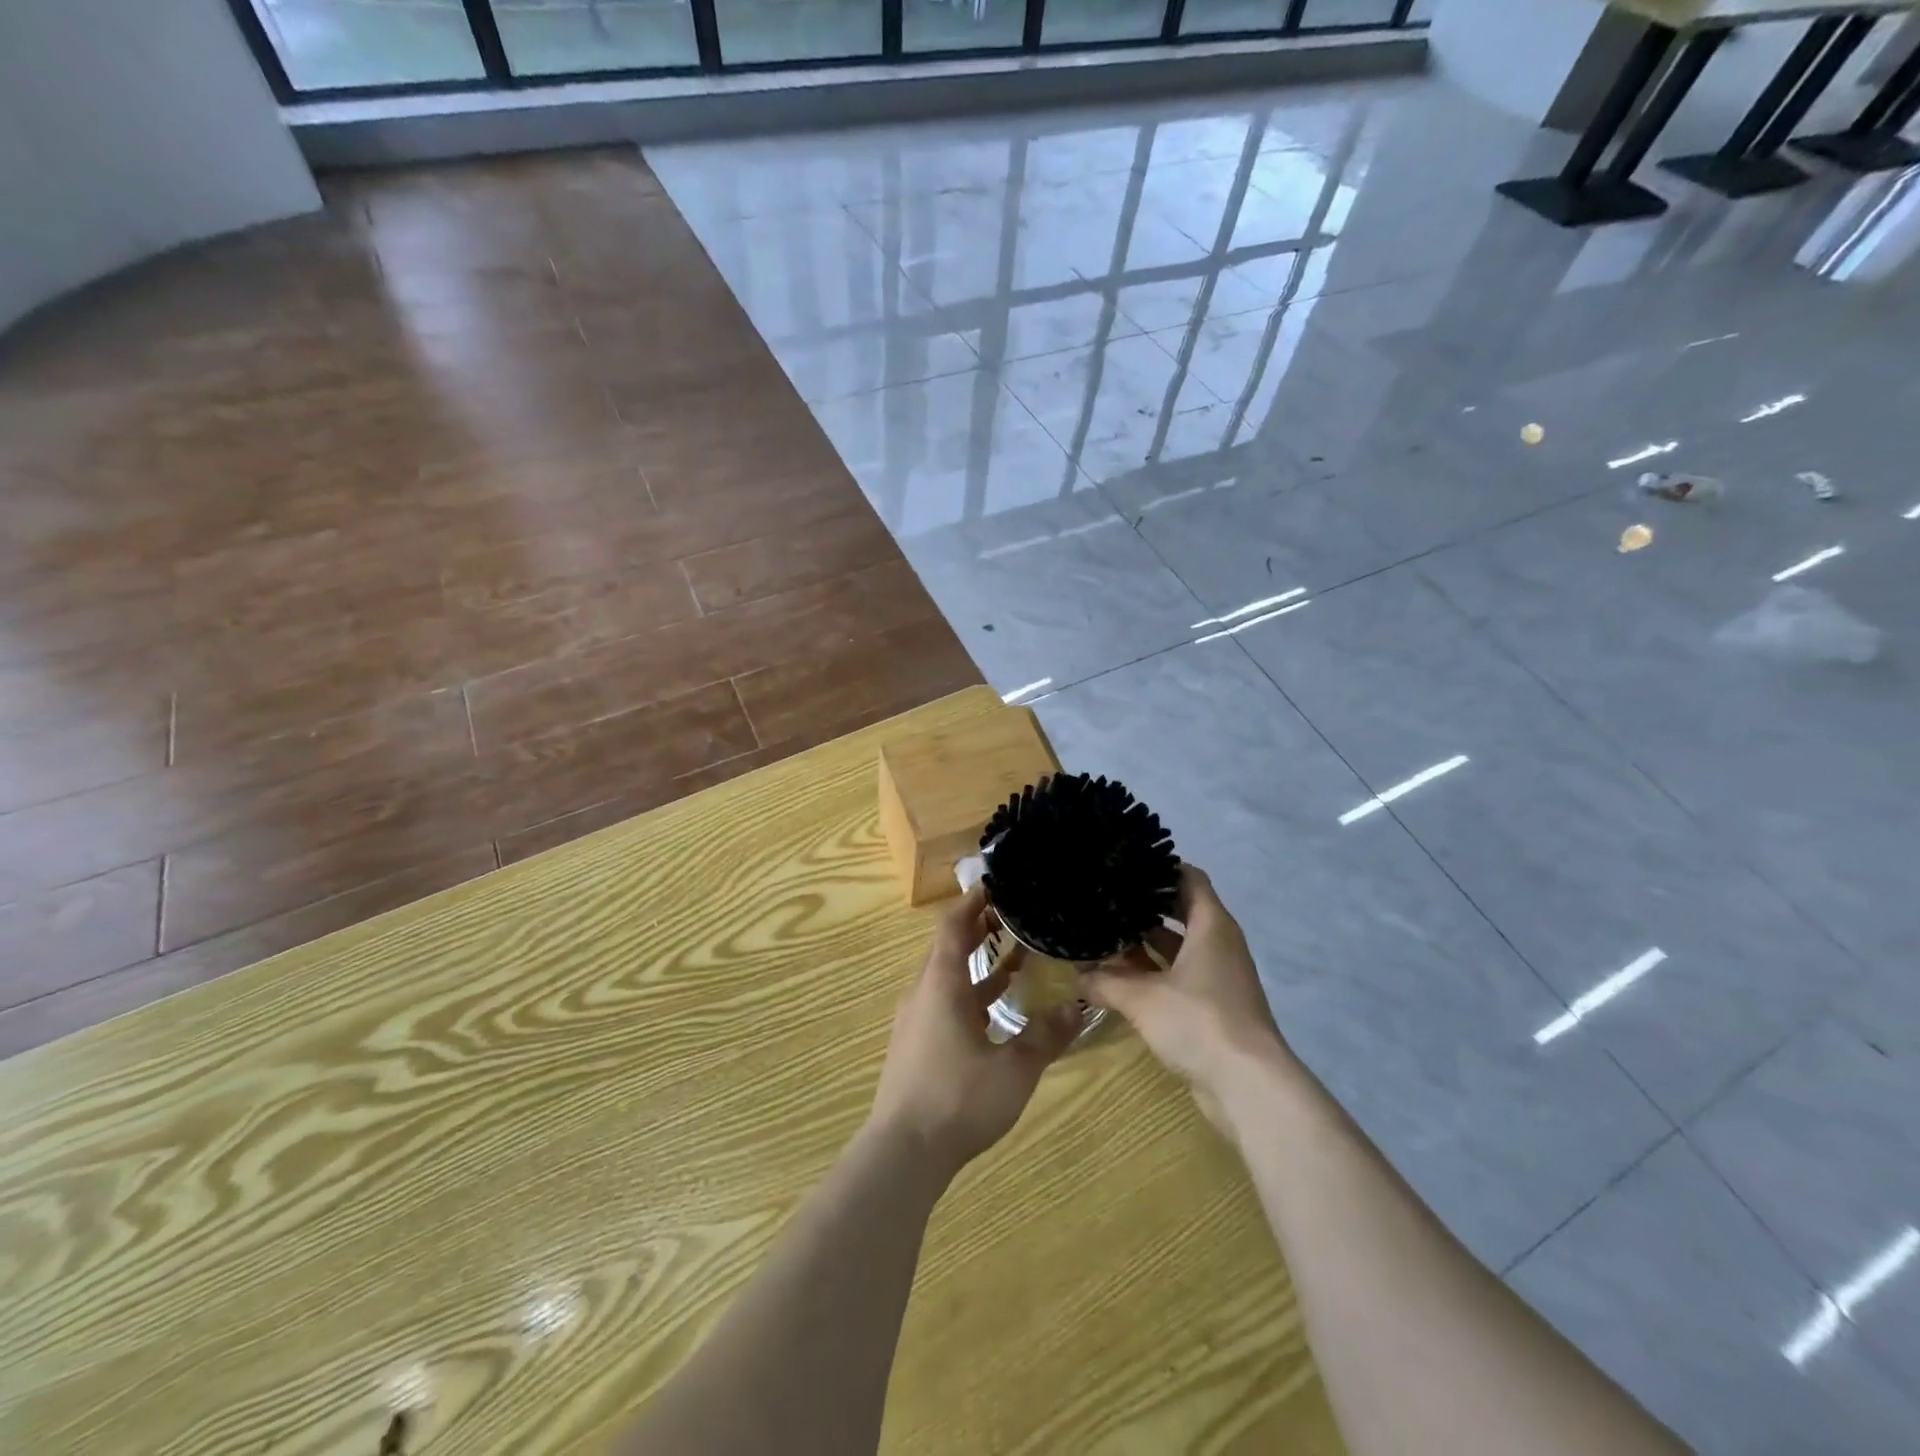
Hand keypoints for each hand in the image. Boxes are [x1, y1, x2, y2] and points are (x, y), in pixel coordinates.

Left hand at [870, 883, 1080, 1172]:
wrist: (903, 1152)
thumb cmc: (957, 1100)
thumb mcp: (1013, 1069)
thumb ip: (1045, 1036)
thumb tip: (1078, 1007)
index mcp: (941, 985)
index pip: (953, 927)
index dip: (973, 902)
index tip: (996, 885)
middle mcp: (924, 993)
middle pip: (949, 947)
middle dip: (979, 929)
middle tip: (1015, 916)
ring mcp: (916, 1020)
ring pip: (947, 977)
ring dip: (978, 964)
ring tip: (1016, 957)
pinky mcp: (916, 1044)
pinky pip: (945, 1002)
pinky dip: (970, 994)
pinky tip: (996, 1011)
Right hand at [1078, 866, 1287, 1130]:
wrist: (1247, 1085)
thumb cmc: (1199, 1021)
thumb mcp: (1142, 998)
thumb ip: (1106, 982)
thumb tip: (1075, 975)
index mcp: (1211, 926)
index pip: (1189, 878)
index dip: (1160, 867)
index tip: (1125, 865)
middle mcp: (1219, 944)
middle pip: (1181, 911)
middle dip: (1144, 907)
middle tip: (1106, 899)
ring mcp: (1219, 976)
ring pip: (1178, 947)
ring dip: (1146, 944)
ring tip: (1104, 935)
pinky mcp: (1214, 1006)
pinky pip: (1180, 976)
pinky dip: (1154, 973)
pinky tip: (1120, 977)